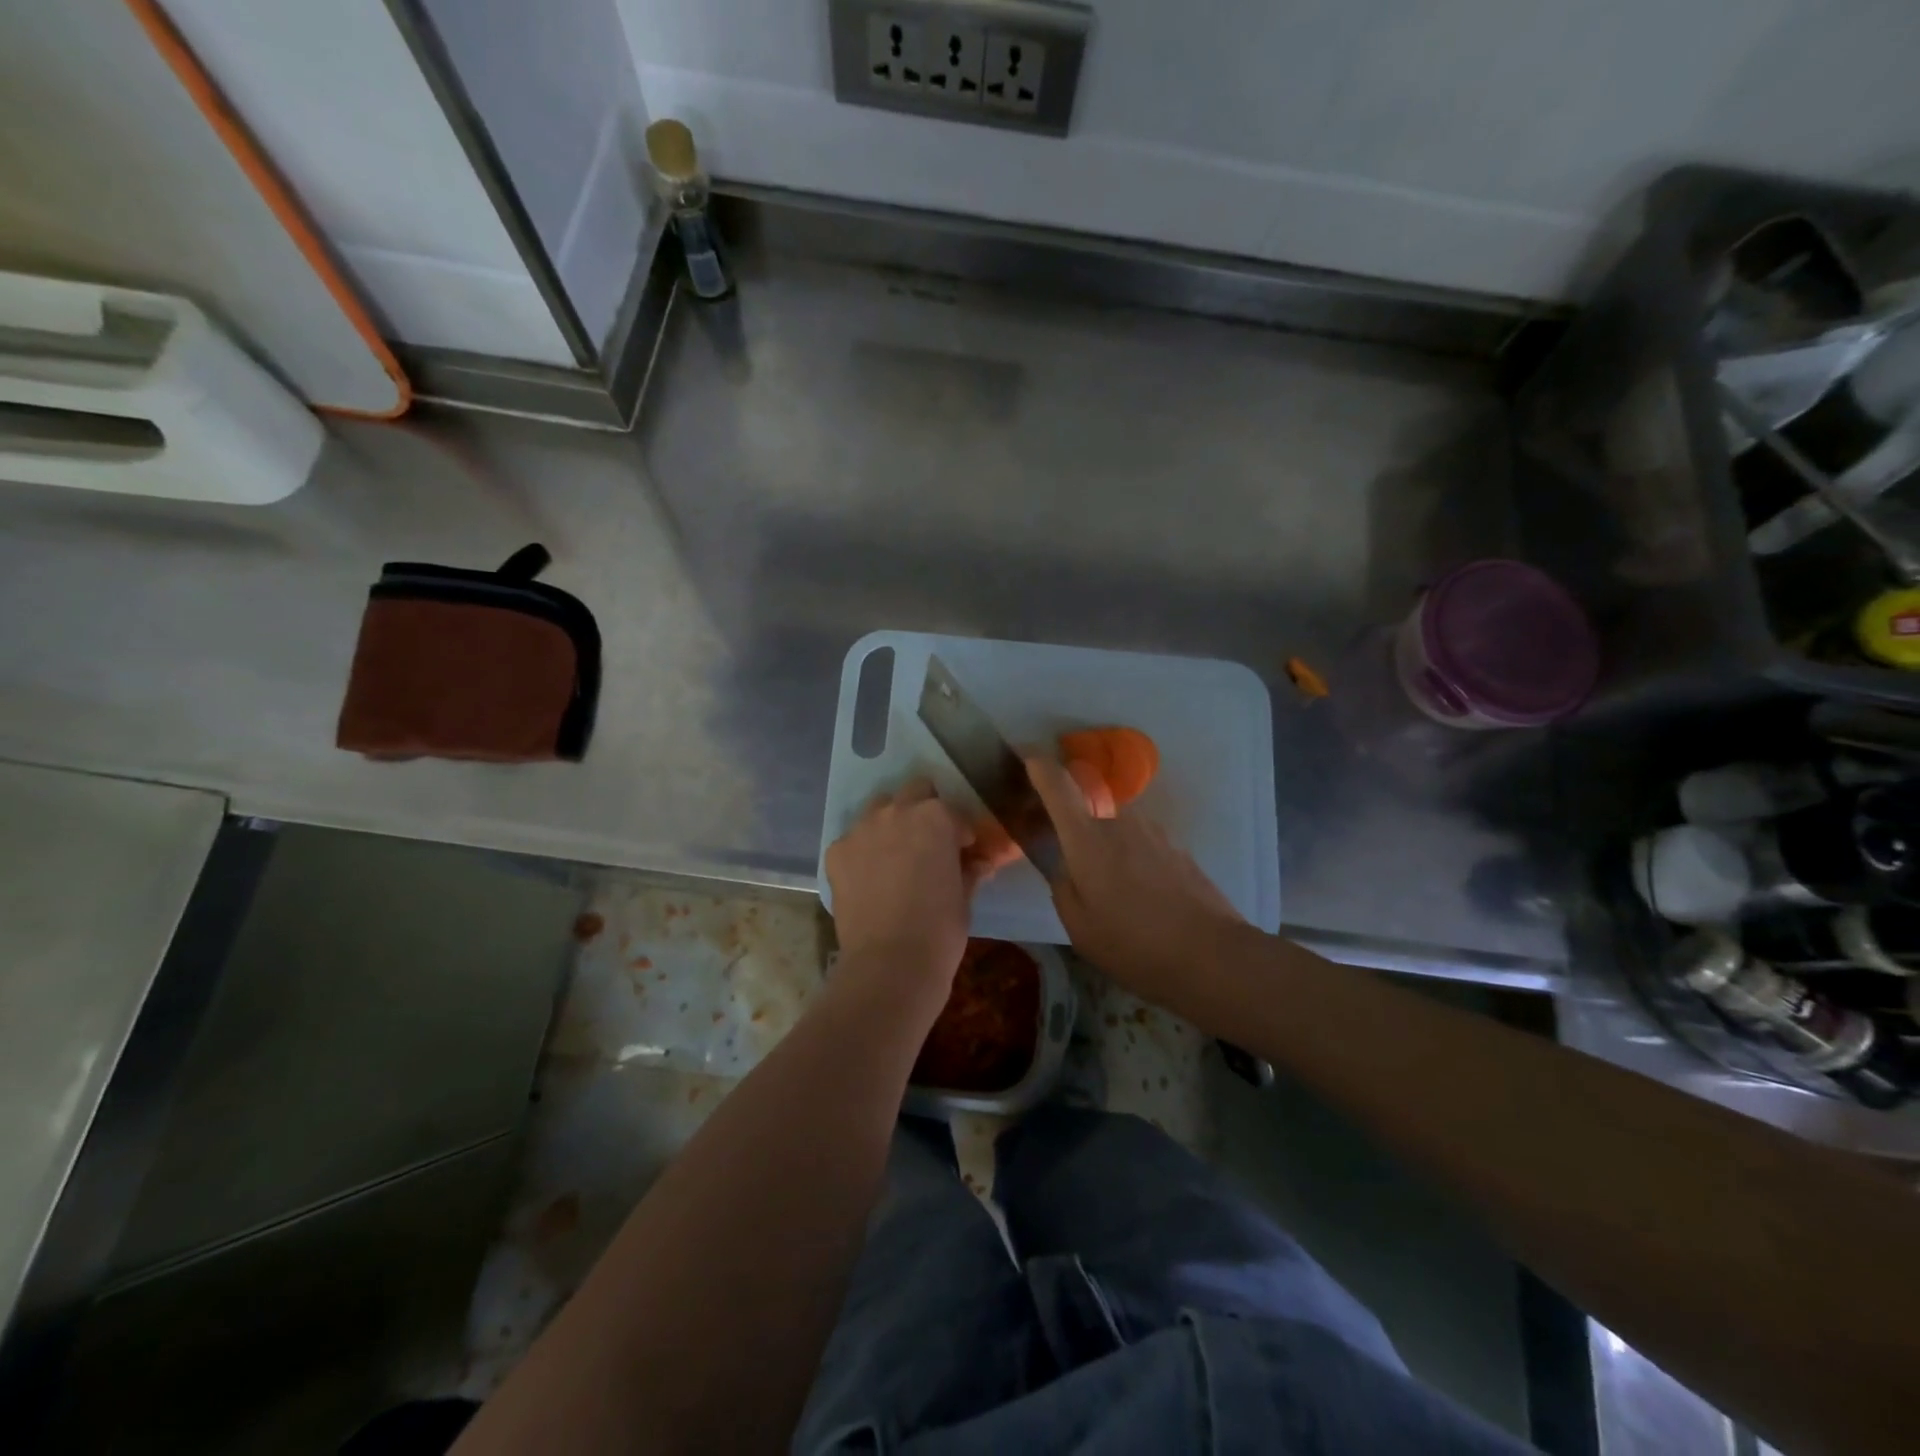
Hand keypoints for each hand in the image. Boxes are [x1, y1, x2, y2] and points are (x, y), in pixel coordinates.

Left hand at [825, 780, 975, 994]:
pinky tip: (870, 878)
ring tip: (896, 855)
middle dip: (924, 810)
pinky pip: (853, 840)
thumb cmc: (940, 929)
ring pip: (878, 810)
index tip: (964, 850)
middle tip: (929, 841)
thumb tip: (978, 863)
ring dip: (891, 823)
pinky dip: (864, 851)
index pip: (953, 812)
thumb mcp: (964, 897)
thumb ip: (969, 870)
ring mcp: (861, 830)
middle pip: (913, 792)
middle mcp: (896, 812)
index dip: (961, 832)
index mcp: (936, 817)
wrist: (890, 963)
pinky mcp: (836, 852)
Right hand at [1026, 755, 1245, 996]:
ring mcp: (1155, 833)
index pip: (1058, 785)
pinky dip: (1135, 866)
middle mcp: (1121, 823)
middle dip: (1077, 837)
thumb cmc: (1133, 943)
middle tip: (1077, 875)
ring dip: (1109, 855)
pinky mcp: (1178, 850)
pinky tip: (1144, 904)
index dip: (1039, 766)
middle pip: (1089, 815)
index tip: (1027, 756)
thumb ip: (1063, 888)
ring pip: (1118, 834)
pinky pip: (1143, 848)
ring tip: (1116, 900)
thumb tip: (1067, 868)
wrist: (1212, 955)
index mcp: (1087, 838)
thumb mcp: (1079, 927)